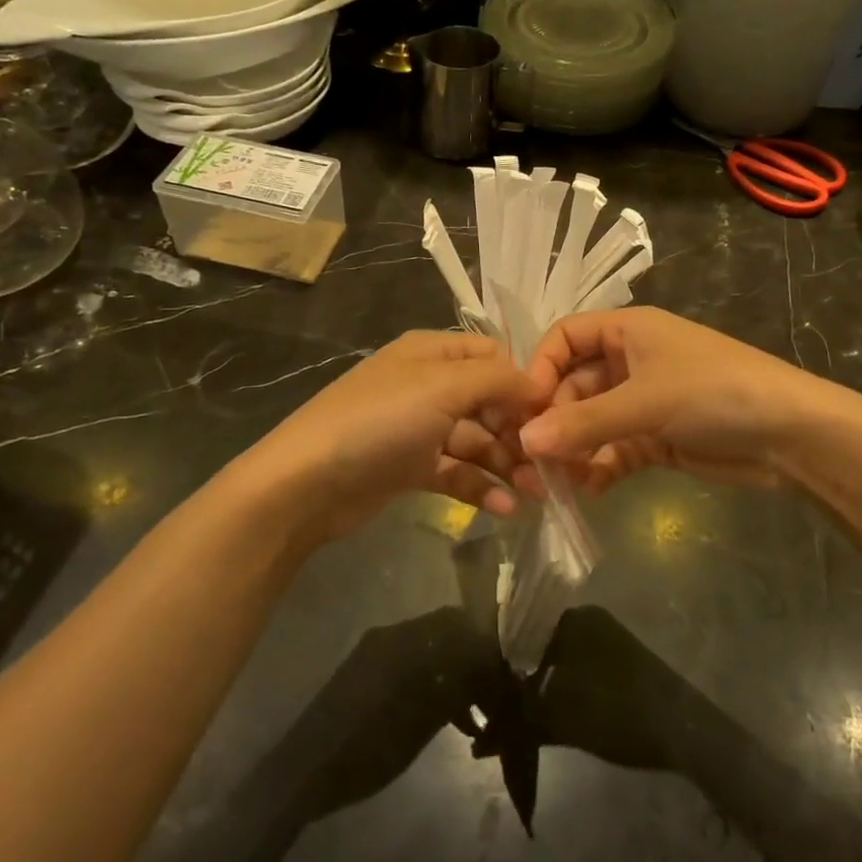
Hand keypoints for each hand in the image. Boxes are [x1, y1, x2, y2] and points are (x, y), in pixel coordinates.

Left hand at [242, 331, 540, 544]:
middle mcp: (427, 385)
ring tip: (535, 493)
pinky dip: (480, 487)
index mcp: (431, 353)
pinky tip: (505, 508)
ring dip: (506, 464)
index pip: (493, 357)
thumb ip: (496, 381)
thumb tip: (538, 385)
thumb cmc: (380, 422)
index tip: (553, 415)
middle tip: (550, 465)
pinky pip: (456, 472)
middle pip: (488, 402)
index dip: (524, 383)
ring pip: (476, 441)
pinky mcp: (410, 467)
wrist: (307, 483)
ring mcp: (417, 428)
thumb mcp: (442, 387)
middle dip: (520, 431)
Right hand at [517, 307, 823, 495]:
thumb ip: (583, 423)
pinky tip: (588, 489)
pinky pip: (614, 450)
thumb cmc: (714, 393)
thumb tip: (523, 443)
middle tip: (533, 459)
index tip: (525, 408)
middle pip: (574, 386)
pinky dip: (600, 468)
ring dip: (573, 450)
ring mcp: (644, 402)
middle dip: (554, 421)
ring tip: (555, 483)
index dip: (541, 368)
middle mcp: (631, 362)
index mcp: (627, 331)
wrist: (791, 435)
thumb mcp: (645, 402)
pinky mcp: (657, 438)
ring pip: (592, 423)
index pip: (566, 338)